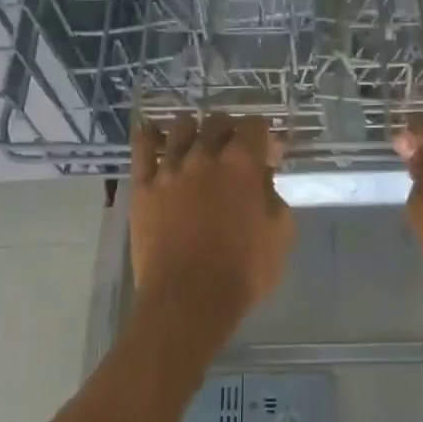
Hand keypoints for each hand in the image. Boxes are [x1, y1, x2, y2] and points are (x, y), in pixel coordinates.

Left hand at [130, 113, 292, 346]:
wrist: (189, 299)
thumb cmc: (244, 271)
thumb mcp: (280, 233)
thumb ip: (273, 195)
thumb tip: (264, 176)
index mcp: (243, 165)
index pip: (254, 125)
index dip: (262, 134)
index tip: (266, 150)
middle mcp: (205, 157)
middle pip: (216, 122)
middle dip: (229, 129)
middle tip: (233, 148)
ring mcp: (170, 170)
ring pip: (180, 128)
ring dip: (193, 129)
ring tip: (196, 142)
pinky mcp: (143, 187)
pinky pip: (142, 148)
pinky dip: (149, 135)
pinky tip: (154, 133)